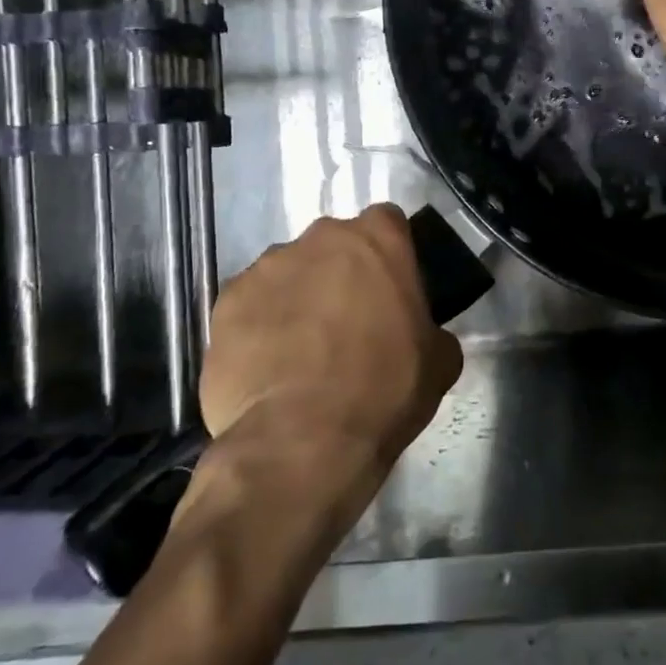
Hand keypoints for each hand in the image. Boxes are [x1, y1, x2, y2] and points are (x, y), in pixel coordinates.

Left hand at [197, 205, 462, 487]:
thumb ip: (433, 330)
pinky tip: (268, 367)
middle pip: (334, 245)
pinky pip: (250, 304)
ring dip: (298, 298)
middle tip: (349, 323)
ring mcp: (266, 266)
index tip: (392, 289)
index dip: (391, 255)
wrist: (300, 440)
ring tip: (301, 351)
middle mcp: (320, 238)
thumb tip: (425, 336)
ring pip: (289, 272)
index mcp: (377, 239)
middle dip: (341, 273)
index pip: (388, 224)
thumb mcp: (440, 362)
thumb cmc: (383, 390)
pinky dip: (259, 325)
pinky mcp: (225, 301)